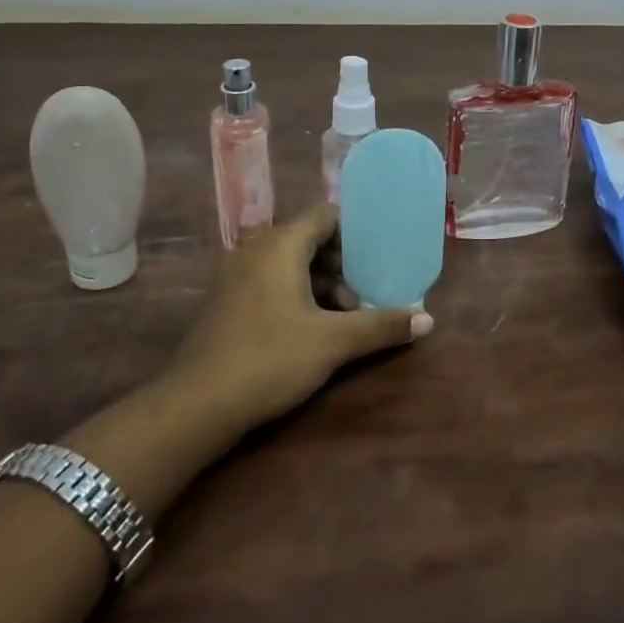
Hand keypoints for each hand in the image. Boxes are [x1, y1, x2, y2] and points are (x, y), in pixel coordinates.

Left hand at [169, 204, 432, 436]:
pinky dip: (296, 295)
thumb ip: (381, 326)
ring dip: (321, 284)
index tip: (381, 253)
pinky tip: (312, 329)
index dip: (356, 230)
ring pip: (290, 264)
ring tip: (344, 318)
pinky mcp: (225, 302)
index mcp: (279, 245)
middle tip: (365, 295)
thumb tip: (428, 320)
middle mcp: (254, 250)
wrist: (194, 407)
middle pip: (309, 240)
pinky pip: (270, 282)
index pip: (325, 215)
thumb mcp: (333, 343)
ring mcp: (235, 276)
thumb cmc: (269, 359)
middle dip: (342, 265)